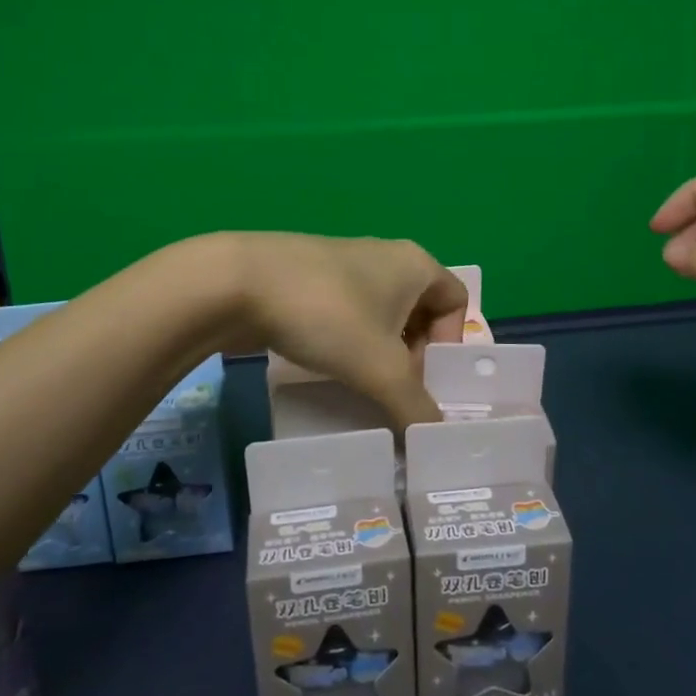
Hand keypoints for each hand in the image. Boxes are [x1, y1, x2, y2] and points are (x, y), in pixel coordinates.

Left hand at [215, 233, 469, 428]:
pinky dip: (346, 343)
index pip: (457, 301)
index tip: (422, 377)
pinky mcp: (310, 278)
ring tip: (360, 386)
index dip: (449, 343)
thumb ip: (414, 407)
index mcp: (415, 264)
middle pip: (419, 311)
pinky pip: (345, 315)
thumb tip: (435, 438)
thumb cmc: (328, 315)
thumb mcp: (381, 370)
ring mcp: (344, 264)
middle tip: (393, 391)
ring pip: (379, 316)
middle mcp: (386, 257)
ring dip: (377, 353)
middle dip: (412, 355)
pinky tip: (327, 369)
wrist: (238, 283)